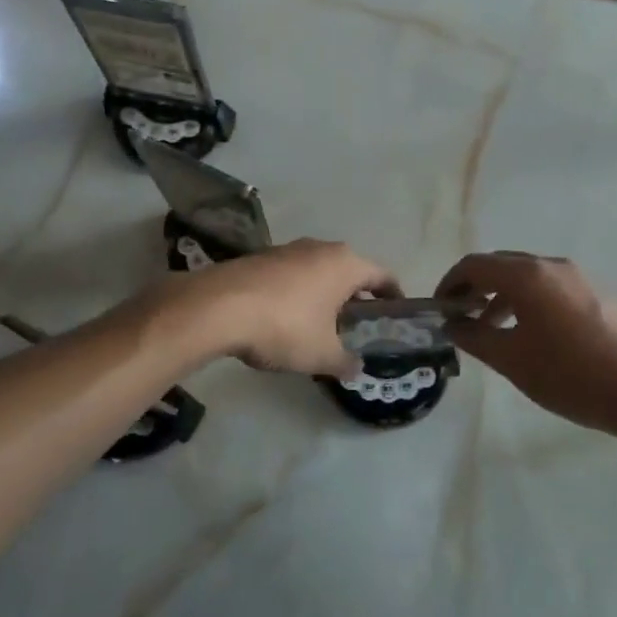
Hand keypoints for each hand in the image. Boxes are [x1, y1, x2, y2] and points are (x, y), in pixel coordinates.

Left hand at [185, 239, 399, 377]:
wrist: (219, 307)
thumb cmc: (285, 326)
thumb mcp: (322, 354)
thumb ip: (345, 361)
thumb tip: (356, 368)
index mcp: (345, 264)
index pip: (382, 275)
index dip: (393, 294)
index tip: (397, 312)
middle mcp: (320, 248)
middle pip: (349, 271)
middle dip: (356, 297)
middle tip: (359, 326)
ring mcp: (287, 249)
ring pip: (318, 271)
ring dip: (325, 294)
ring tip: (322, 326)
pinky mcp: (260, 258)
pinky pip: (291, 275)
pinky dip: (298, 294)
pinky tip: (287, 320)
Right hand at [437, 252, 616, 443]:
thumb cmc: (572, 375)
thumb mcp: (512, 360)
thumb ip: (475, 337)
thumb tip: (452, 323)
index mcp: (527, 275)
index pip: (475, 264)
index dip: (450, 283)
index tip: (439, 308)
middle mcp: (552, 266)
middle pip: (502, 265)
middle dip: (476, 287)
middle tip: (461, 317)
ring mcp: (581, 279)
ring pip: (529, 277)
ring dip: (503, 296)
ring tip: (494, 330)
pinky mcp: (600, 296)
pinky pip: (552, 288)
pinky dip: (530, 302)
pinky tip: (534, 337)